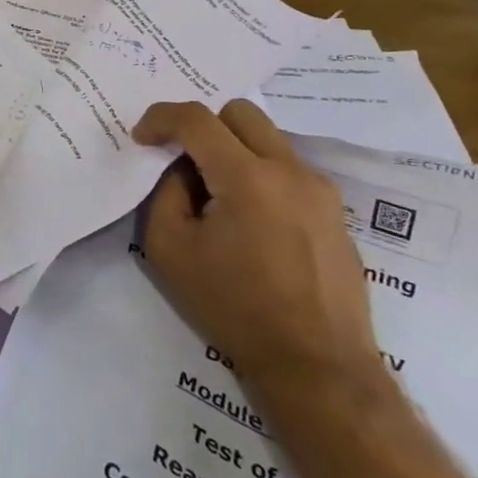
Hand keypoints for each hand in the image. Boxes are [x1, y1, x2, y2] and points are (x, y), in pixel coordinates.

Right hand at [134, 98, 381, 407]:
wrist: (317, 365)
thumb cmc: (235, 308)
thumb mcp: (170, 250)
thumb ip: (165, 193)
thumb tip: (182, 170)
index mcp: (247, 177)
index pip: (196, 119)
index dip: (160, 118)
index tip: (142, 137)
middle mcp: (289, 170)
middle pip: (239, 112)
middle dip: (203, 125)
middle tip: (185, 160)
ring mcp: (320, 189)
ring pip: (267, 137)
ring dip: (234, 149)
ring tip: (219, 195)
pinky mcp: (335, 211)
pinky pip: (288, 169)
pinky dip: (261, 174)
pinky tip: (252, 221)